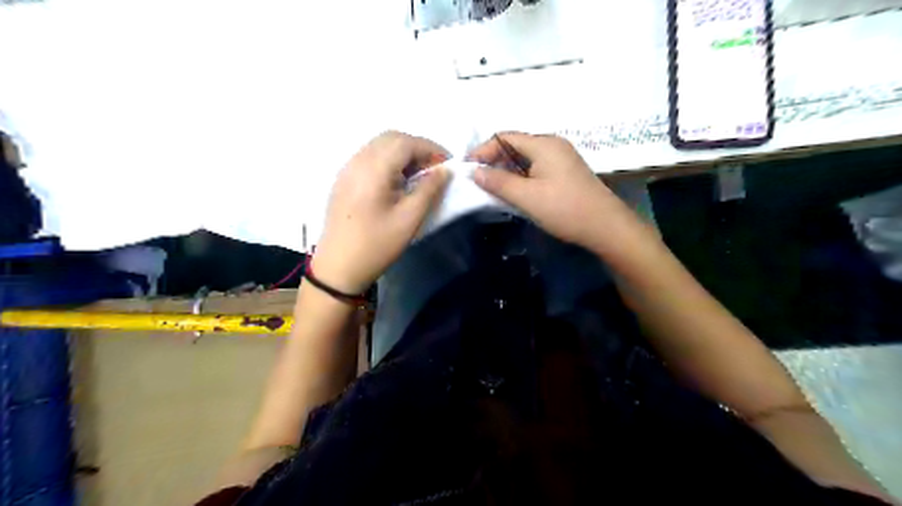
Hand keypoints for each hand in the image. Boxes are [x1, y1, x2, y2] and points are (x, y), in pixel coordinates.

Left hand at [314, 133, 451, 294]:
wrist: (338, 267)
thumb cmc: (377, 245)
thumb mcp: (409, 219)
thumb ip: (429, 190)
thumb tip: (445, 171)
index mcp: (373, 169)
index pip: (406, 142)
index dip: (430, 148)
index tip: (448, 164)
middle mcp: (357, 161)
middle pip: (391, 138)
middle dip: (417, 148)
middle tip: (434, 169)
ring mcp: (347, 169)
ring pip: (379, 145)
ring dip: (403, 153)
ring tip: (419, 176)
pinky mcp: (344, 179)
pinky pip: (369, 157)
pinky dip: (389, 160)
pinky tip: (398, 181)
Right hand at [469, 132, 628, 248]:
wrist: (605, 227)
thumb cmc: (564, 209)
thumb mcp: (527, 197)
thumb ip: (498, 182)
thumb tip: (474, 171)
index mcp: (543, 144)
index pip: (504, 137)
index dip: (483, 150)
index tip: (468, 169)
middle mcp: (552, 144)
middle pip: (514, 145)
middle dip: (493, 160)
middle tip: (478, 181)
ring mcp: (561, 158)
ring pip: (525, 158)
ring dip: (506, 170)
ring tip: (492, 188)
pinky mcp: (565, 172)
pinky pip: (536, 167)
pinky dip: (520, 176)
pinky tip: (514, 192)